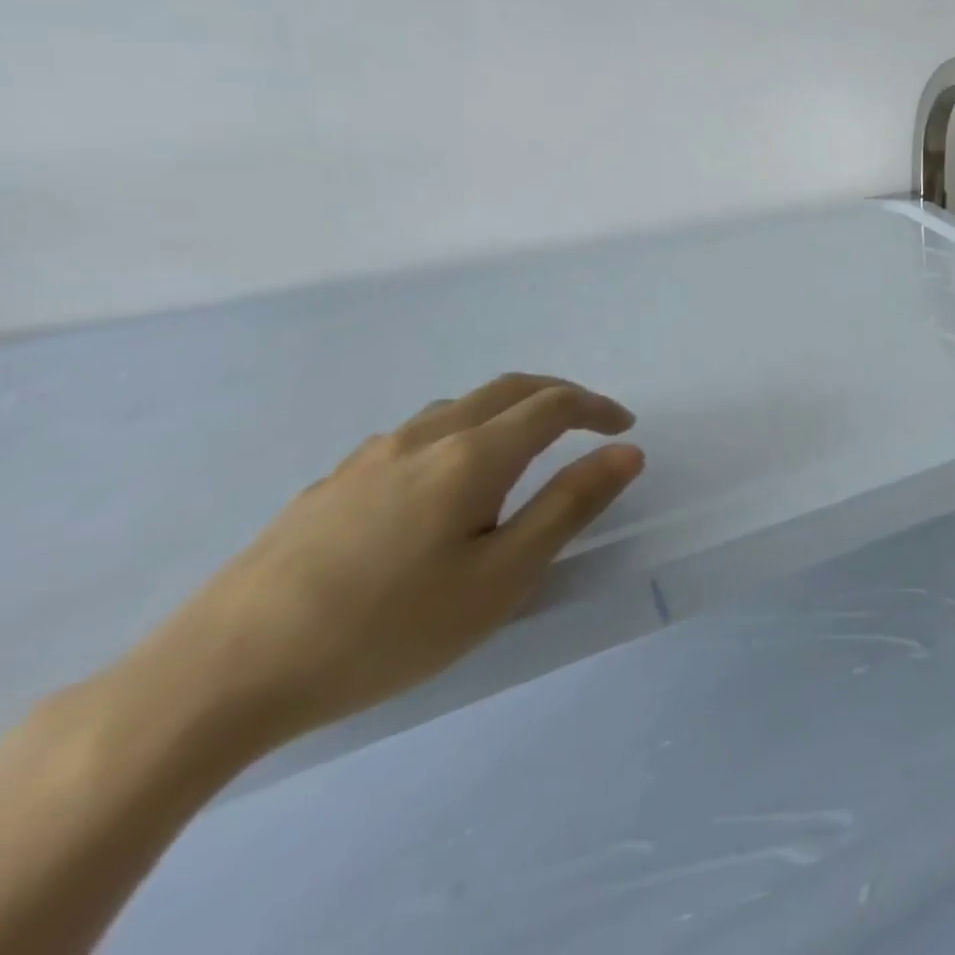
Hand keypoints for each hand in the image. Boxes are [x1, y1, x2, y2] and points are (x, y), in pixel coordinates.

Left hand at [125, 373, 643, 751]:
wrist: (217, 677)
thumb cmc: (385, 629)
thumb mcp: (501, 578)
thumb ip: (569, 506)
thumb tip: (627, 452)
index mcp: (473, 455)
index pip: (554, 405)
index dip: (597, 408)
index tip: (624, 427)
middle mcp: (425, 438)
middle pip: (507, 389)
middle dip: (559, 396)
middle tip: (589, 423)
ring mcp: (370, 458)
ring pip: (457, 407)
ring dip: (506, 411)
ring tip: (523, 449)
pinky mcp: (330, 485)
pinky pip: (414, 435)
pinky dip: (458, 433)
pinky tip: (440, 485)